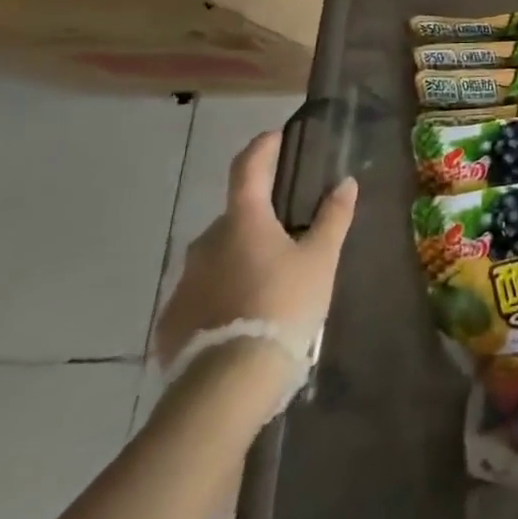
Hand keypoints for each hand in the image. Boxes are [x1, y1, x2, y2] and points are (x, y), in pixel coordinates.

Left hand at [152, 131, 357, 370]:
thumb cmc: (283, 306)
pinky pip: (202, 294)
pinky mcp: (172, 320)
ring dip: (241, 259)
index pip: (248, 171)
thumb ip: (333, 218)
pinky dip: (222, 294)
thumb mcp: (321, 260)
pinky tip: (244, 316)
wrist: (229, 382)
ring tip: (270, 284)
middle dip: (259, 220)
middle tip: (290, 236)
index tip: (274, 136)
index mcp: (243, 222)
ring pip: (217, 257)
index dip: (262, 149)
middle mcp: (206, 244)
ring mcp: (184, 283)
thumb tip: (345, 183)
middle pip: (235, 219)